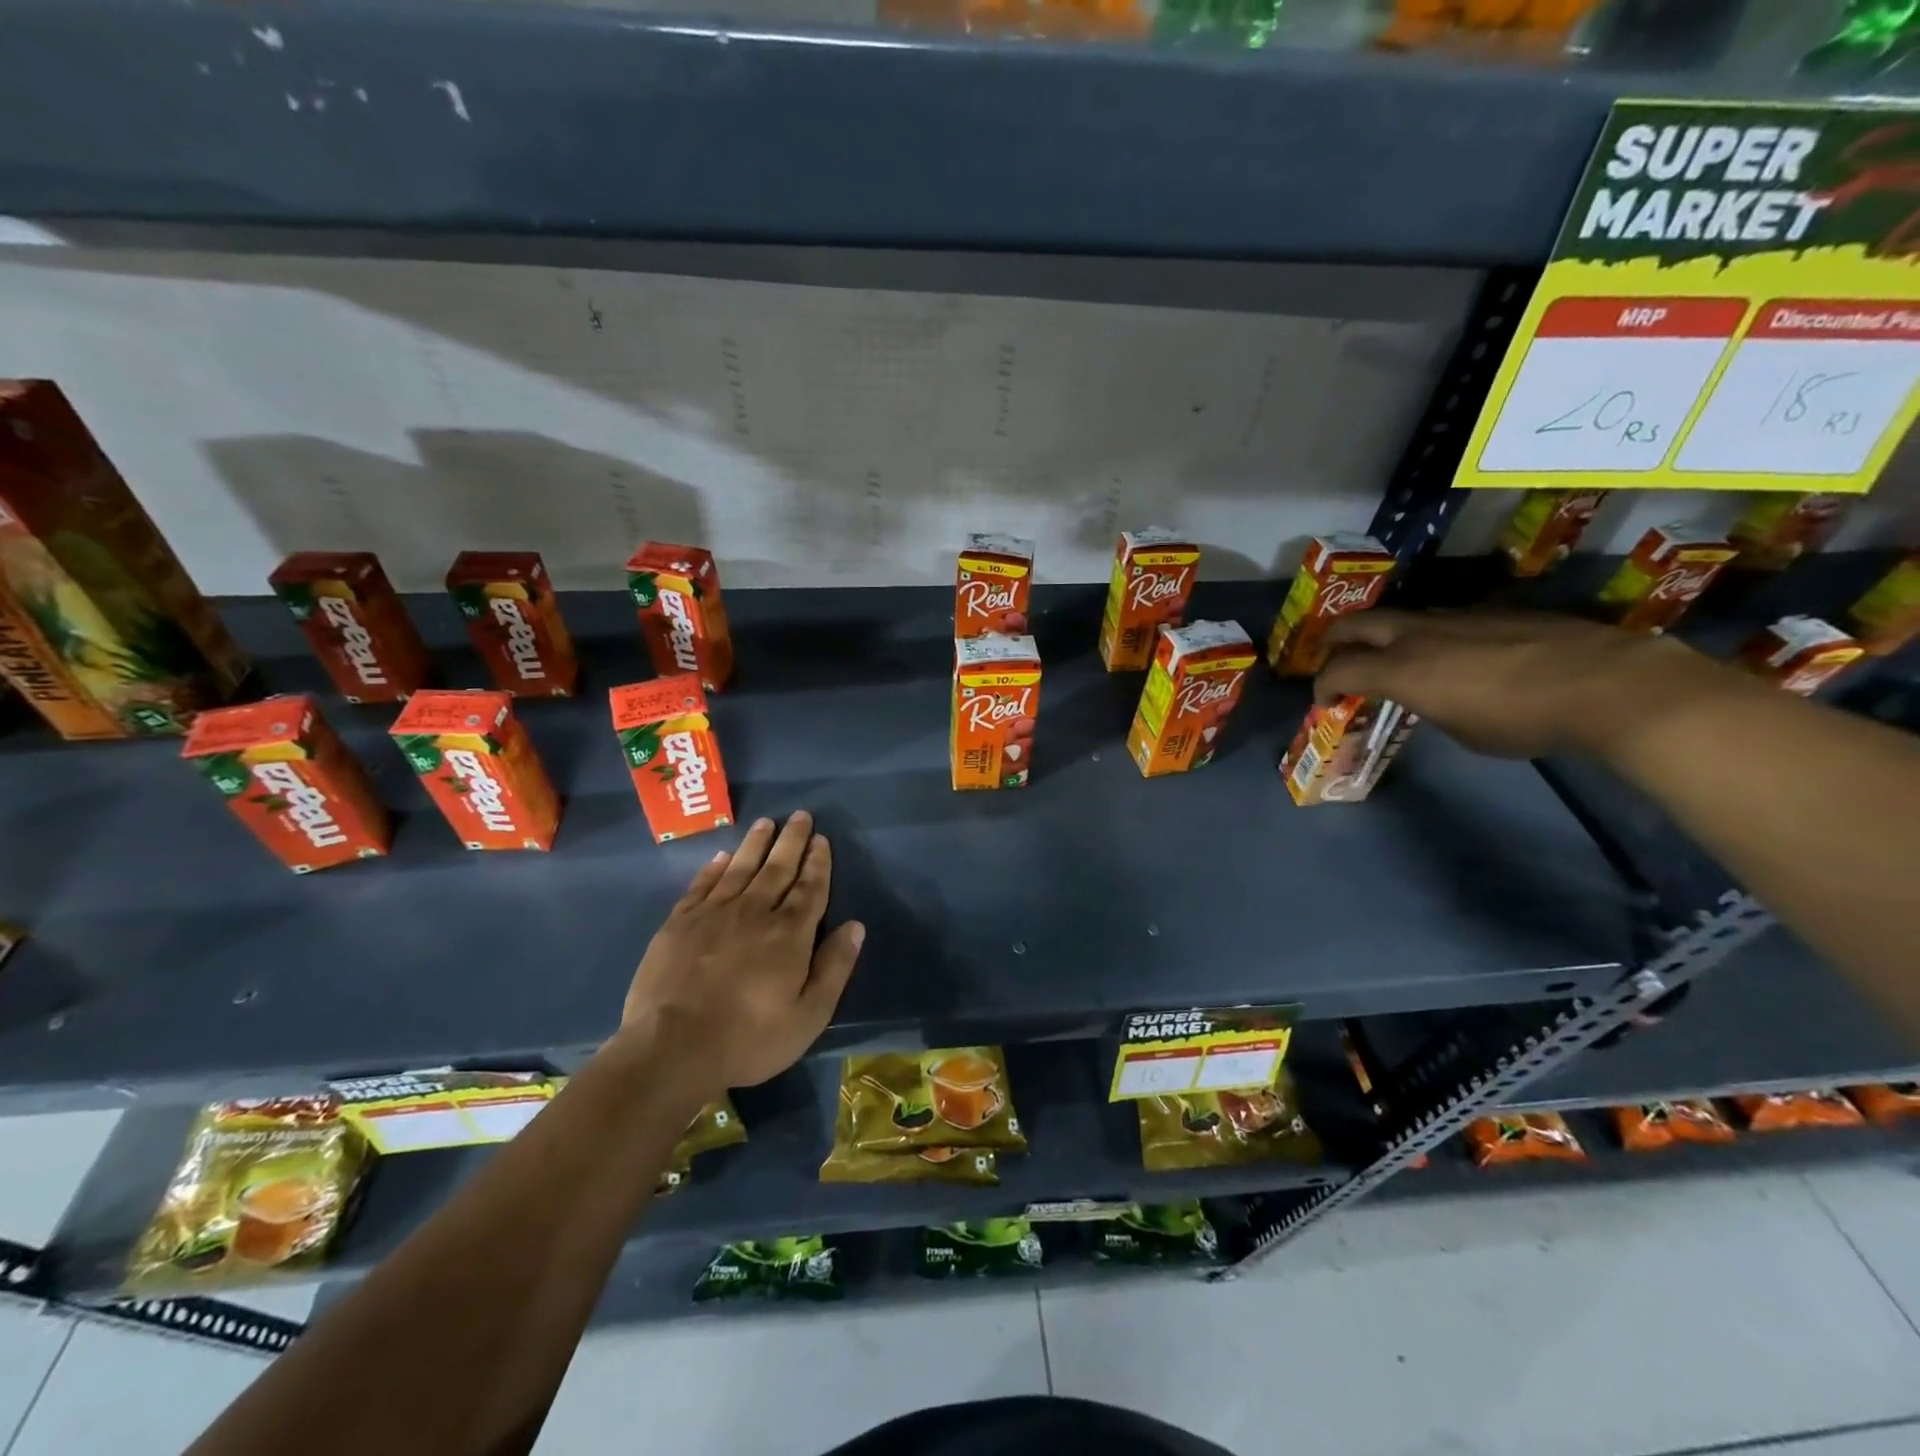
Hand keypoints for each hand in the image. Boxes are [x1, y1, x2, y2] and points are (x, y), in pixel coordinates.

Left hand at [620, 812, 864, 1093]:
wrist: (672, 1049)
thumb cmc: (749, 1038)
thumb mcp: (808, 1015)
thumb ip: (834, 968)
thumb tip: (856, 926)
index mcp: (789, 934)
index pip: (809, 888)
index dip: (818, 862)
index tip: (822, 840)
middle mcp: (754, 912)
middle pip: (777, 868)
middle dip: (792, 841)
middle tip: (800, 815)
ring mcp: (713, 914)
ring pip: (740, 868)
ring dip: (756, 844)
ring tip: (766, 823)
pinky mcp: (679, 924)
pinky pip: (701, 885)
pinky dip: (713, 868)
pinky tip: (721, 857)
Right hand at [1315, 609, 1727, 759]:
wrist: (1606, 683)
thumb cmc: (1522, 720)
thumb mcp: (1462, 730)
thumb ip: (1429, 706)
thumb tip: (1430, 696)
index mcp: (1401, 669)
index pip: (1340, 670)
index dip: (1323, 686)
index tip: (1324, 701)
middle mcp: (1418, 634)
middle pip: (1356, 624)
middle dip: (1336, 642)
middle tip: (1334, 658)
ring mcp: (1457, 617)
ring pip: (1401, 618)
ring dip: (1384, 636)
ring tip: (1393, 657)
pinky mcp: (1494, 612)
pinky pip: (1444, 620)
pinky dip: (1430, 636)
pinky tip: (1454, 655)